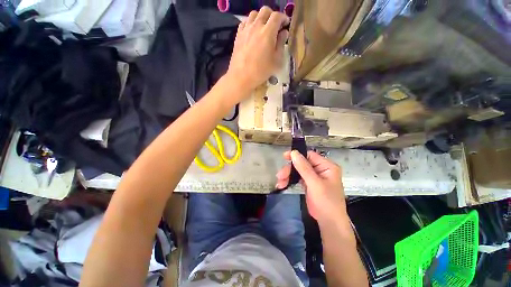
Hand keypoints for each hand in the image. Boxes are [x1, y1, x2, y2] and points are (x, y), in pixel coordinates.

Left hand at [226, 7, 288, 92]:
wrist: (241, 77)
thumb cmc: (261, 71)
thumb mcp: (276, 61)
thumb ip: (281, 44)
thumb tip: (284, 32)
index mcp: (268, 32)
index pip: (277, 16)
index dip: (283, 17)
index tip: (286, 24)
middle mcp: (256, 26)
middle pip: (265, 10)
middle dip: (272, 15)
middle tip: (275, 25)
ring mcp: (245, 29)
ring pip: (254, 14)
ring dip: (260, 17)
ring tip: (263, 27)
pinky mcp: (238, 35)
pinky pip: (244, 22)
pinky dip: (250, 22)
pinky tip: (252, 31)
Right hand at [276, 150, 347, 225]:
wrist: (329, 223)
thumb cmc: (326, 202)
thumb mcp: (315, 184)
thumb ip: (304, 168)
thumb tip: (294, 153)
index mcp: (327, 166)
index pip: (309, 155)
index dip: (297, 155)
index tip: (284, 157)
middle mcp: (321, 169)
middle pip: (302, 163)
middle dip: (290, 169)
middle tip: (280, 175)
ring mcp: (314, 176)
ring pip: (298, 170)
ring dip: (288, 175)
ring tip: (279, 182)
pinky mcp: (309, 183)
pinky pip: (298, 178)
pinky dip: (290, 180)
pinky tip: (283, 184)